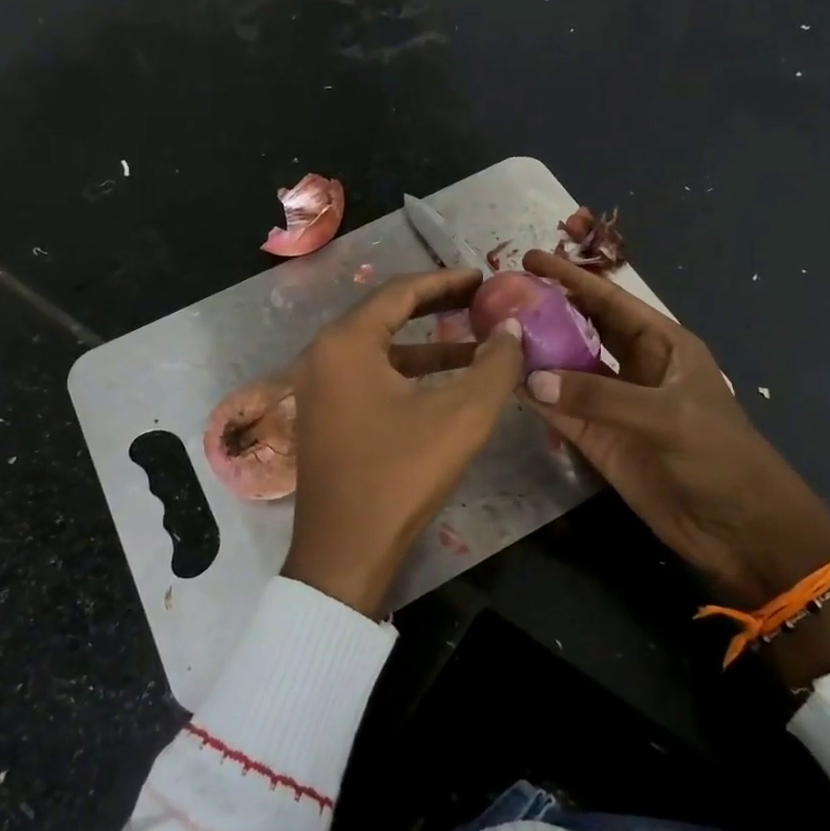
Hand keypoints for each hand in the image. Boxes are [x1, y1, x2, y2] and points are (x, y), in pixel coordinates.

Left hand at [284, 269, 523, 616]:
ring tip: (475, 344)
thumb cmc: (401, 475)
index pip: (400, 292)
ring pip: (379, 350)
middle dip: (436, 307)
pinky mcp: (324, 416)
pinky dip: (407, 373)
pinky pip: (369, 377)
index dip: (446, 281)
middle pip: (385, 315)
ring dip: (426, 345)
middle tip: (479, 301)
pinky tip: (444, 383)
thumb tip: (511, 328)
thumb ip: (495, 365)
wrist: (345, 551)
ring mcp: (318, 388)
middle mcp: (323, 355)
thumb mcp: (461, 416)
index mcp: (346, 343)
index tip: (483, 279)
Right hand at [518, 249, 829, 683]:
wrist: (740, 529)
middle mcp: (634, 368)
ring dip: (534, 354)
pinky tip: (503, 382)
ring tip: (491, 333)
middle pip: (583, 329)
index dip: (571, 279)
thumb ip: (599, 397)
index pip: (610, 301)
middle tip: (498, 296)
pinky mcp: (599, 441)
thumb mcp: (666, 417)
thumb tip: (530, 378)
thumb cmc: (720, 457)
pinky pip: (560, 412)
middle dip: (546, 311)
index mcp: (663, 345)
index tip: (529, 258)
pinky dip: (533, 398)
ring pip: (565, 370)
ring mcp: (613, 405)